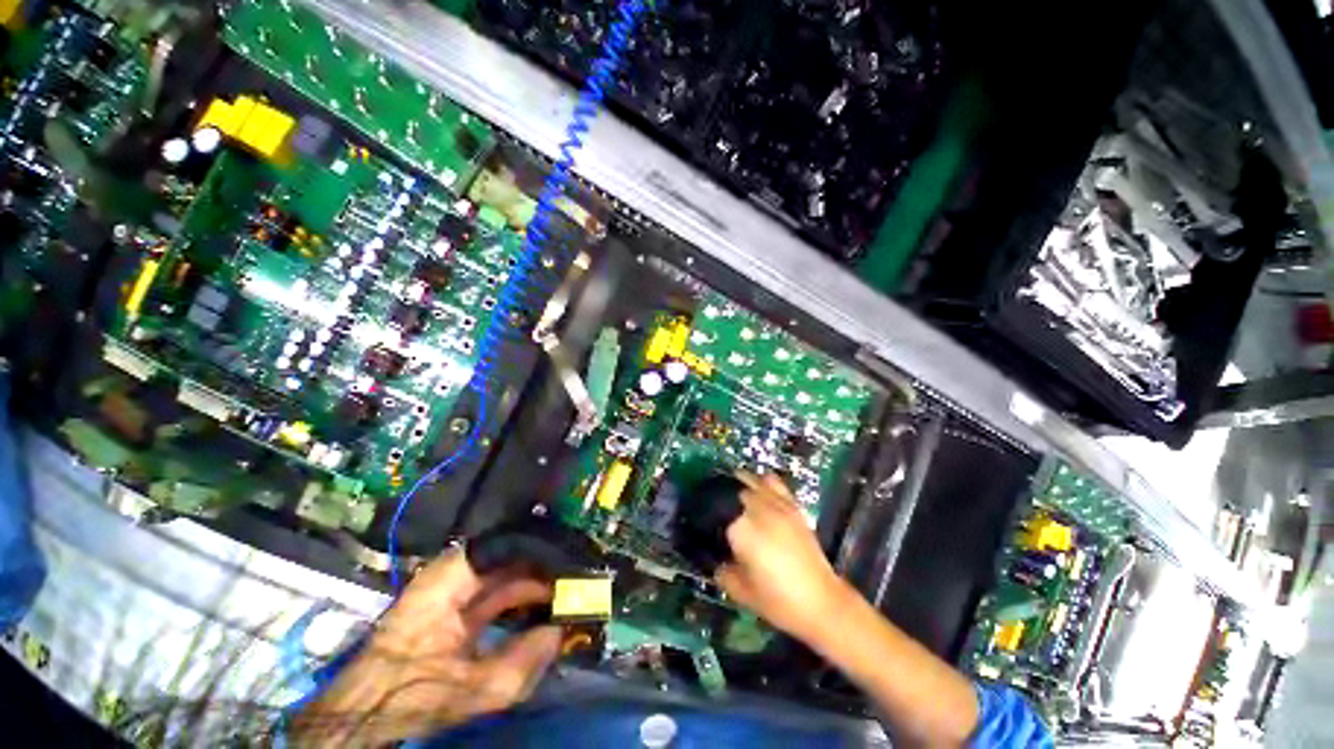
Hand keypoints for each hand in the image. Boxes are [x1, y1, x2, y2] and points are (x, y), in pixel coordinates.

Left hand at [290, 550, 561, 747]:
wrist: (362, 713)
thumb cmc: (411, 694)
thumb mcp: (472, 689)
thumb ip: (522, 661)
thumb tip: (561, 633)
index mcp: (453, 576)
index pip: (508, 545)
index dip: (541, 552)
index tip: (570, 563)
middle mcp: (453, 572)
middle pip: (509, 559)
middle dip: (541, 571)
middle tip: (573, 582)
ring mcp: (451, 588)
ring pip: (503, 576)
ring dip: (531, 586)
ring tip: (563, 595)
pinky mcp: (450, 604)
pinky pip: (493, 593)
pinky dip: (516, 600)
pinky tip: (539, 610)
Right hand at [714, 471, 851, 641]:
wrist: (822, 602)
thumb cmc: (778, 600)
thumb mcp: (740, 591)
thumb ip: (721, 572)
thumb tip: (713, 561)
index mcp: (740, 528)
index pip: (713, 510)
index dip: (705, 516)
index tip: (703, 526)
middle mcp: (756, 508)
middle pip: (729, 490)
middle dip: (721, 500)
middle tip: (717, 515)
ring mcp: (776, 503)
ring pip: (748, 480)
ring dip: (737, 485)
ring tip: (733, 497)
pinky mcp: (792, 504)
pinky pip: (772, 481)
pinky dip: (761, 481)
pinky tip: (758, 491)